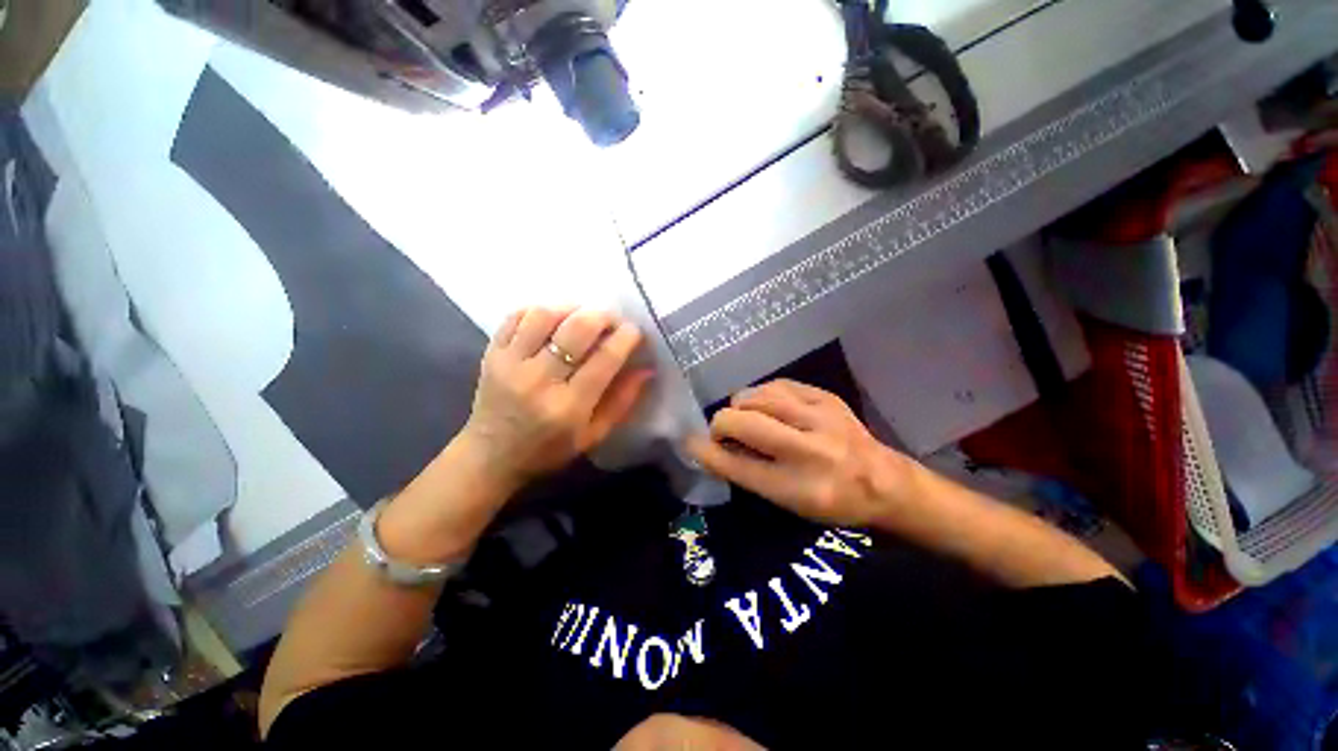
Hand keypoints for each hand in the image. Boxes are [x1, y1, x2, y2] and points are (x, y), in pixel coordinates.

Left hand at [456, 306, 653, 489]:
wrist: (490, 456)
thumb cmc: (548, 450)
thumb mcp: (593, 436)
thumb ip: (622, 401)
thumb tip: (647, 369)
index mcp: (568, 407)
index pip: (605, 359)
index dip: (626, 338)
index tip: (635, 332)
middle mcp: (539, 381)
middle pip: (576, 330)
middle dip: (602, 317)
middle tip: (612, 320)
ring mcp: (510, 364)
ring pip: (544, 315)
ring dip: (570, 309)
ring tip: (582, 316)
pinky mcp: (492, 354)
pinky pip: (516, 316)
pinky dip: (539, 310)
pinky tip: (553, 319)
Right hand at [686, 380, 913, 526]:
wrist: (883, 480)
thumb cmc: (830, 500)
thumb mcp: (787, 502)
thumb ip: (746, 472)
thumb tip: (711, 445)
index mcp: (798, 487)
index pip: (737, 464)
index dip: (707, 451)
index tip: (691, 442)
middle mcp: (810, 450)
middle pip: (742, 421)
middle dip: (720, 424)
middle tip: (723, 433)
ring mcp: (820, 417)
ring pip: (755, 397)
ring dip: (740, 408)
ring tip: (747, 419)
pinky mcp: (825, 396)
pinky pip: (775, 385)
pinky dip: (761, 396)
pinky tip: (766, 407)